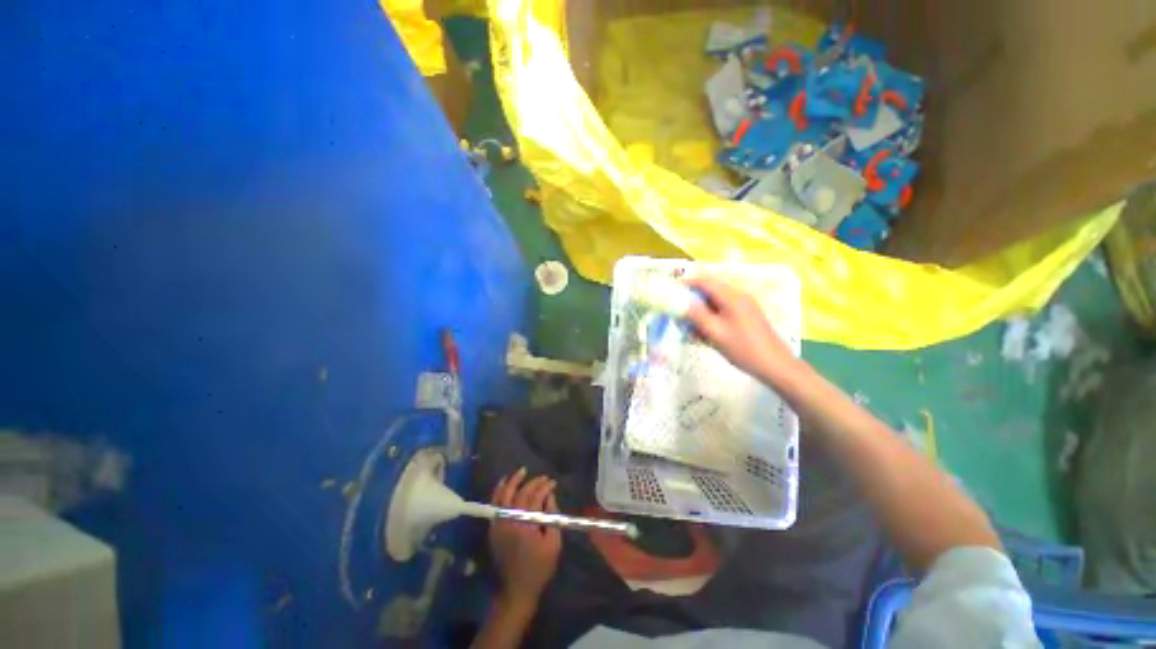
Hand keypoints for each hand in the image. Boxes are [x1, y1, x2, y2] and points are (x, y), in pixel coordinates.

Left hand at [488, 468, 560, 608]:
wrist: (517, 589)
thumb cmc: (540, 567)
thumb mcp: (553, 543)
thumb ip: (552, 516)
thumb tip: (550, 495)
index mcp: (526, 525)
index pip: (535, 498)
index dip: (545, 487)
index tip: (553, 482)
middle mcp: (509, 521)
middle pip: (520, 494)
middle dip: (533, 483)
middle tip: (543, 477)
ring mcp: (499, 524)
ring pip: (504, 496)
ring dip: (512, 482)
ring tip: (521, 471)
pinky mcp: (493, 529)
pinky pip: (495, 505)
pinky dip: (499, 492)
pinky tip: (504, 483)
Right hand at [685, 275, 801, 384]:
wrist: (774, 365)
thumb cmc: (743, 348)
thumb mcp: (715, 332)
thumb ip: (697, 315)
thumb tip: (683, 302)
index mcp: (732, 297)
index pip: (706, 281)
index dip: (688, 283)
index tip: (672, 291)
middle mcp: (738, 297)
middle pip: (710, 291)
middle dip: (693, 301)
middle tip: (679, 313)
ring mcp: (743, 307)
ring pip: (715, 303)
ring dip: (701, 312)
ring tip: (689, 328)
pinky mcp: (745, 317)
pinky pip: (723, 312)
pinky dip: (711, 319)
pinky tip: (704, 335)